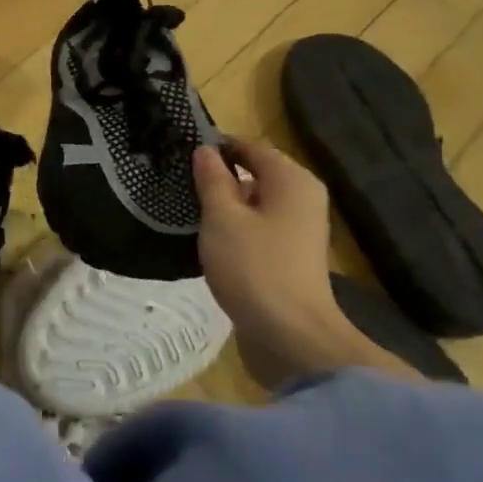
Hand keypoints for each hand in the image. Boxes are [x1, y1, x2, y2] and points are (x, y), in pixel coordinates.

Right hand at [194, 139, 406, 387]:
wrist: (290, 334)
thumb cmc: (253, 267)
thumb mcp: (222, 218)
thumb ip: (213, 180)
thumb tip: (205, 151)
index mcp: (292, 181)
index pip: (251, 148)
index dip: (218, 147)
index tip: (182, 152)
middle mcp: (303, 198)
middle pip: (257, 174)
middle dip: (220, 176)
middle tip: (179, 181)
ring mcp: (299, 229)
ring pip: (257, 203)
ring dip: (226, 204)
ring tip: (188, 208)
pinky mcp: (290, 256)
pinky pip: (259, 227)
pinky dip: (236, 227)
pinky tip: (210, 238)